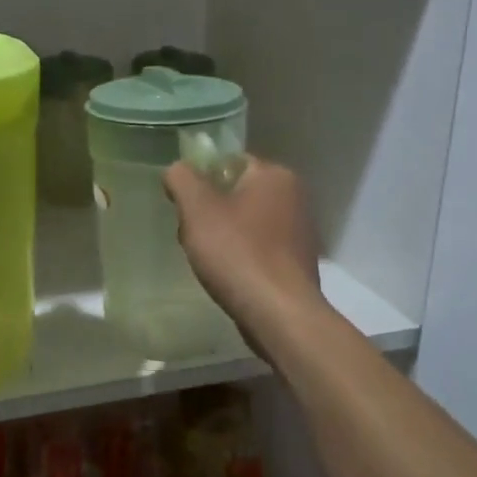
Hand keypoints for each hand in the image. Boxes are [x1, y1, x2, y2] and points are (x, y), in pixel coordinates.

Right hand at [163, 155, 325, 332]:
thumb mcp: (198, 209)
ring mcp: (299, 232)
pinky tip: (227, 276)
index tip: (184, 206)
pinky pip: (257, 248)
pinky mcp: (295, 263)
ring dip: (222, 236)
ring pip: (245, 222)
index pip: (228, 162)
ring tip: (206, 260)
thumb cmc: (237, 253)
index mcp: (275, 175)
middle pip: (235, 193)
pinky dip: (240, 256)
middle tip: (192, 235)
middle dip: (209, 212)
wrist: (279, 315)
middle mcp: (294, 197)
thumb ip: (182, 179)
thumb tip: (178, 170)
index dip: (200, 180)